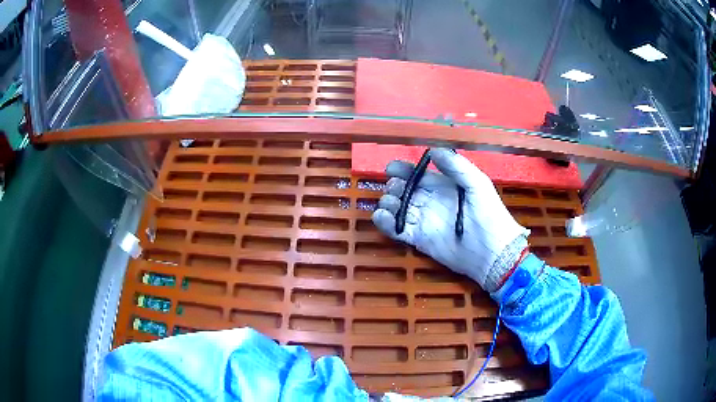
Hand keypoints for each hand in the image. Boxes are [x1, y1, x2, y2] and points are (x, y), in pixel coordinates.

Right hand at [371, 148, 528, 291]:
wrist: (491, 252)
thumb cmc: (488, 214)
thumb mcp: (477, 183)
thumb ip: (456, 166)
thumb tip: (433, 150)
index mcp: (442, 186)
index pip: (417, 175)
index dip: (402, 170)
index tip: (391, 168)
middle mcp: (430, 202)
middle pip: (403, 190)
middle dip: (394, 187)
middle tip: (395, 189)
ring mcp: (423, 221)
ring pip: (397, 208)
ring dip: (388, 203)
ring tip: (391, 203)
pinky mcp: (418, 239)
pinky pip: (396, 229)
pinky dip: (385, 223)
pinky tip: (382, 216)